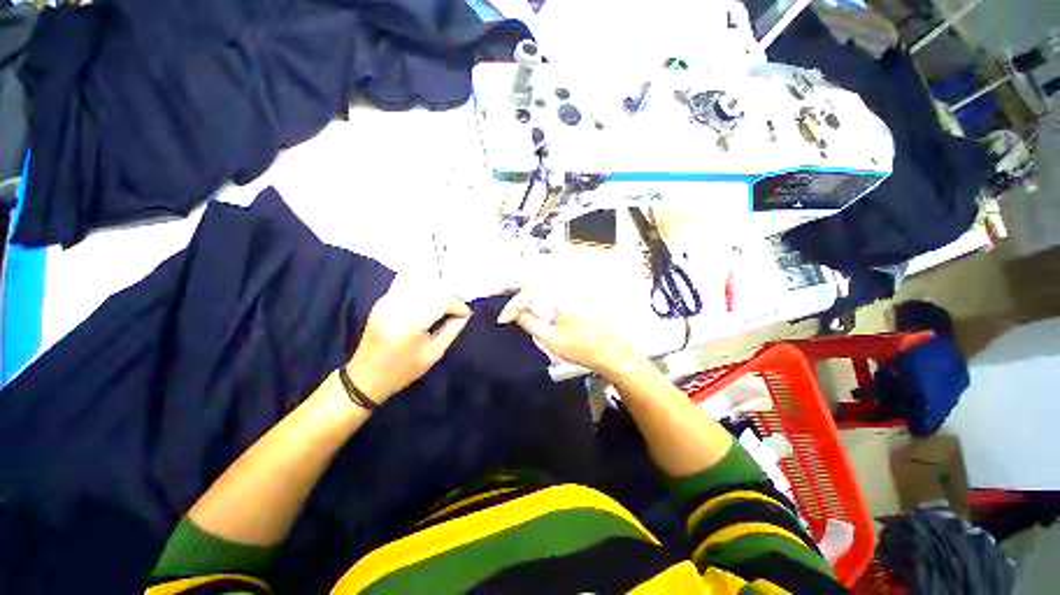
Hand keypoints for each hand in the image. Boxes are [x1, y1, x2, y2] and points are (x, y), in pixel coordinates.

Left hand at [346, 277, 471, 403]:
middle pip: (432, 288)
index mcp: (409, 323)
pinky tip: (430, 299)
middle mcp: (397, 306)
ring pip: (420, 282)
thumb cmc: (402, 370)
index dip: (457, 304)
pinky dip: (424, 288)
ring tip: (445, 304)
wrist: (365, 376)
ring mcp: (388, 300)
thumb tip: (465, 314)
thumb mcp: (433, 354)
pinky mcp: (383, 299)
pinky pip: (408, 285)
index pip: (441, 300)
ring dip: (437, 290)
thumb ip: (452, 330)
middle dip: (449, 296)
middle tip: (457, 309)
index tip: (466, 313)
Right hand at [497, 289, 637, 374]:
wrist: (611, 352)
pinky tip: (521, 301)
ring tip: (501, 294)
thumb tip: (512, 313)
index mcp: (559, 295)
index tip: (501, 320)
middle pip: (530, 278)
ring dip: (517, 287)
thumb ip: (529, 322)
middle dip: (508, 283)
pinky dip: (529, 293)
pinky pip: (543, 290)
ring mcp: (567, 292)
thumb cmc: (584, 348)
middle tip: (490, 291)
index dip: (510, 305)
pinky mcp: (568, 299)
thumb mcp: (552, 338)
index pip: (527, 292)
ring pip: (536, 282)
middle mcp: (563, 287)